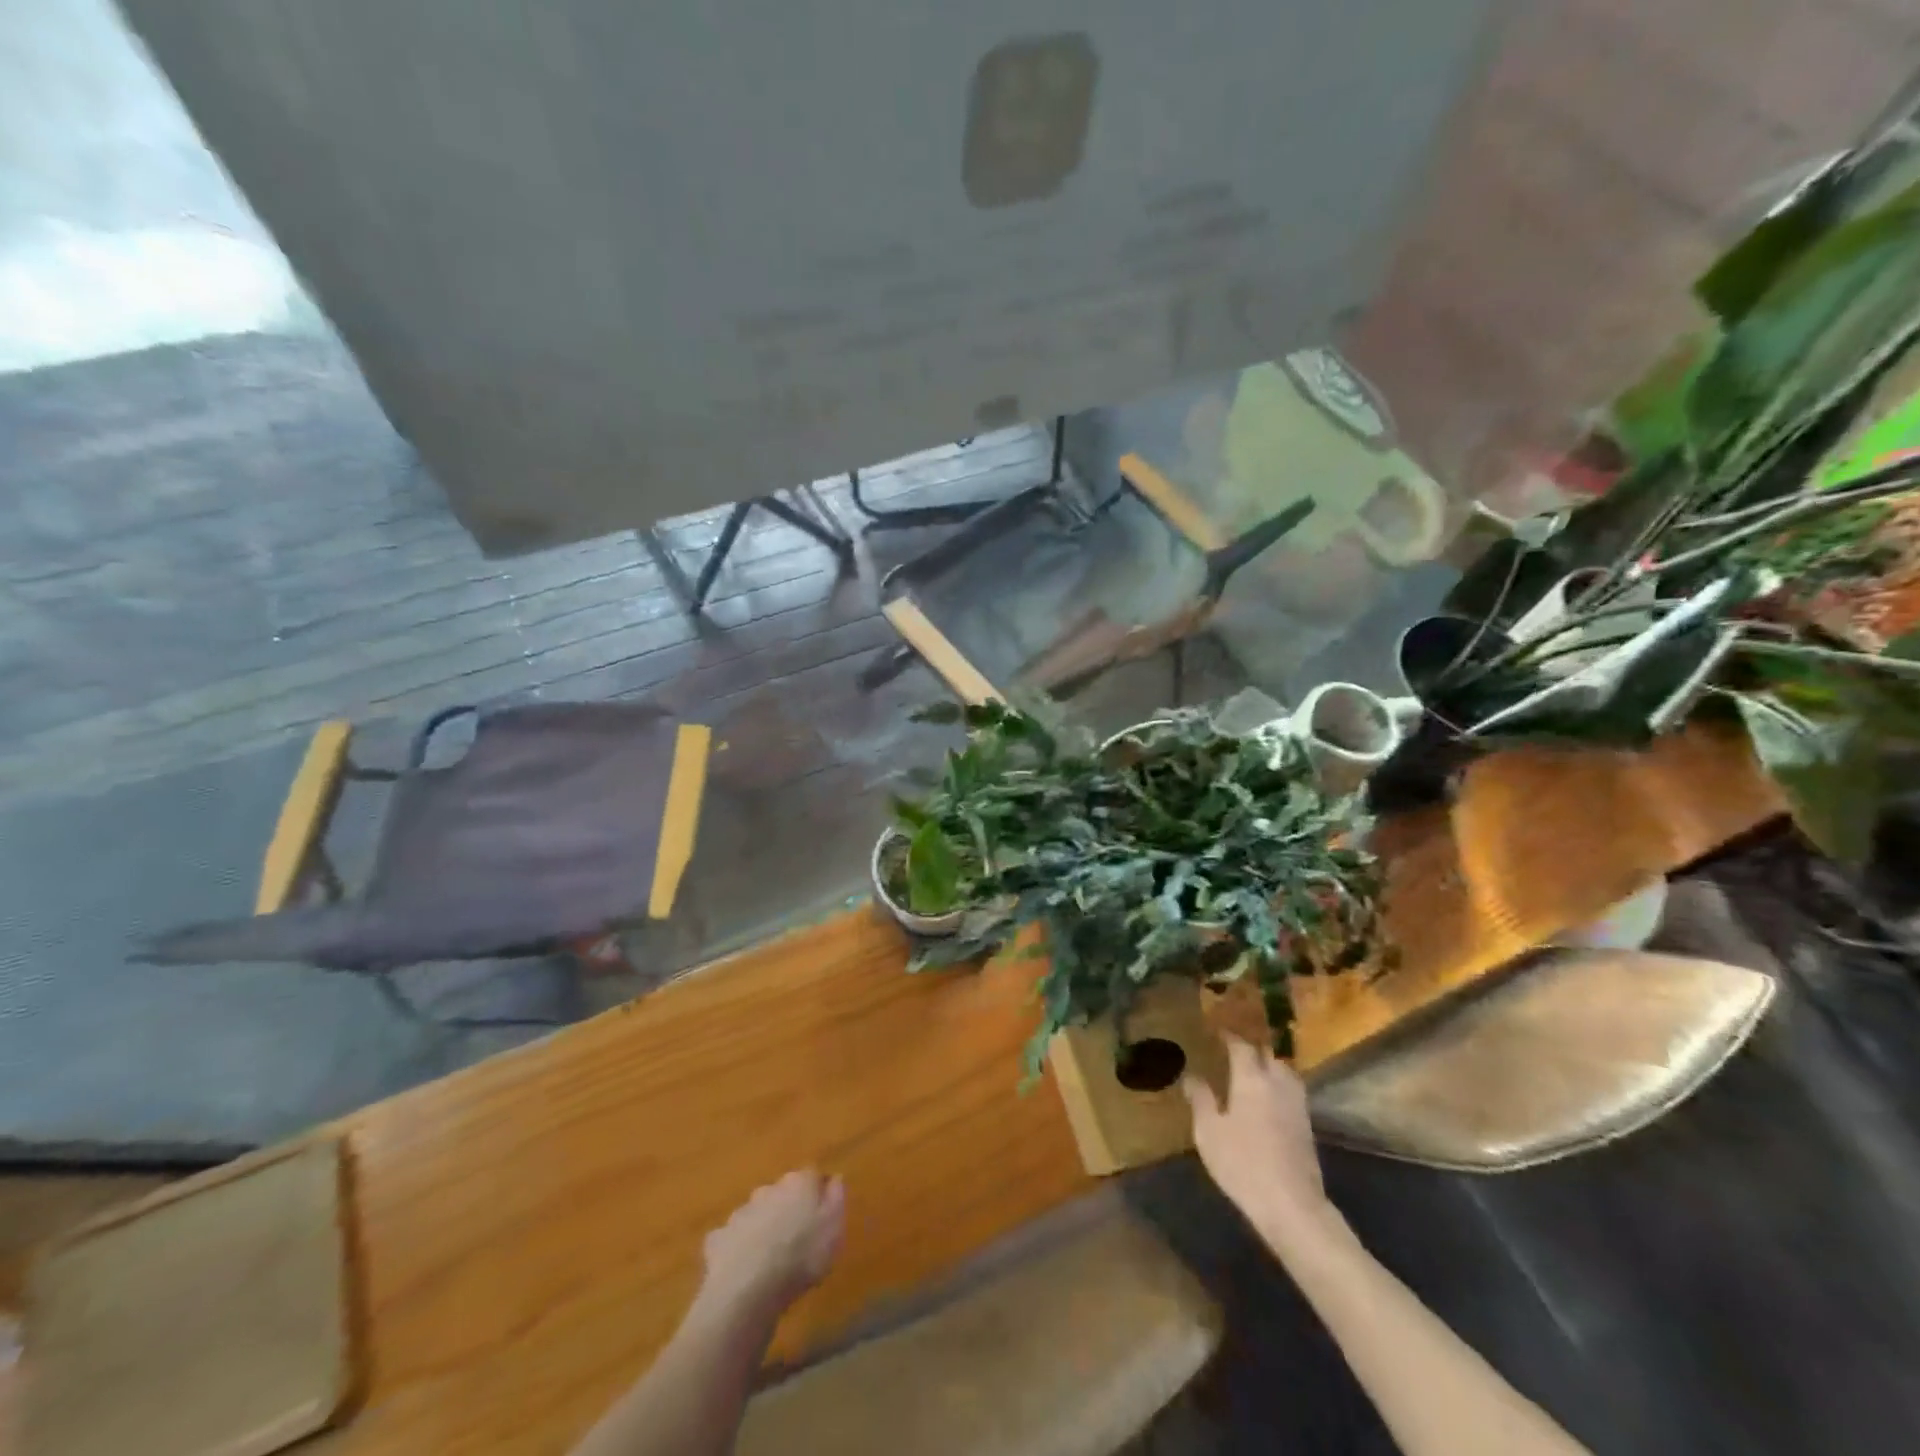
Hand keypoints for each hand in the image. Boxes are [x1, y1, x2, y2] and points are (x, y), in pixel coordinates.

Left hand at [696, 1171, 846, 1319]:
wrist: (747, 1289)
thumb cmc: (801, 1256)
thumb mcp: (834, 1227)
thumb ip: (837, 1198)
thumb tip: (834, 1178)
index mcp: (798, 1183)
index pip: (812, 1176)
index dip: (818, 1194)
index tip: (823, 1216)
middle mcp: (768, 1189)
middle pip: (782, 1194)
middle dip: (788, 1209)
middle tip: (796, 1239)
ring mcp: (740, 1213)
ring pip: (756, 1215)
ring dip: (763, 1228)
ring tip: (770, 1259)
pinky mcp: (718, 1239)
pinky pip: (732, 1240)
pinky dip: (738, 1249)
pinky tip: (743, 1270)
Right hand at [1184, 1036, 1337, 1250]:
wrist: (1292, 1205)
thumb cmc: (1243, 1163)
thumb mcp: (1209, 1132)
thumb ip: (1200, 1099)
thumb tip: (1191, 1076)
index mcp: (1251, 1079)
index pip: (1241, 1046)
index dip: (1229, 1037)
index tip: (1217, 1031)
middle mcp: (1277, 1083)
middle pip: (1268, 1055)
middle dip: (1252, 1048)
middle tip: (1234, 1050)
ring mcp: (1296, 1104)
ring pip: (1284, 1072)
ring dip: (1269, 1065)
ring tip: (1253, 1070)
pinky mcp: (1307, 1125)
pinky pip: (1291, 1091)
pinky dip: (1279, 1085)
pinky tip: (1268, 1098)